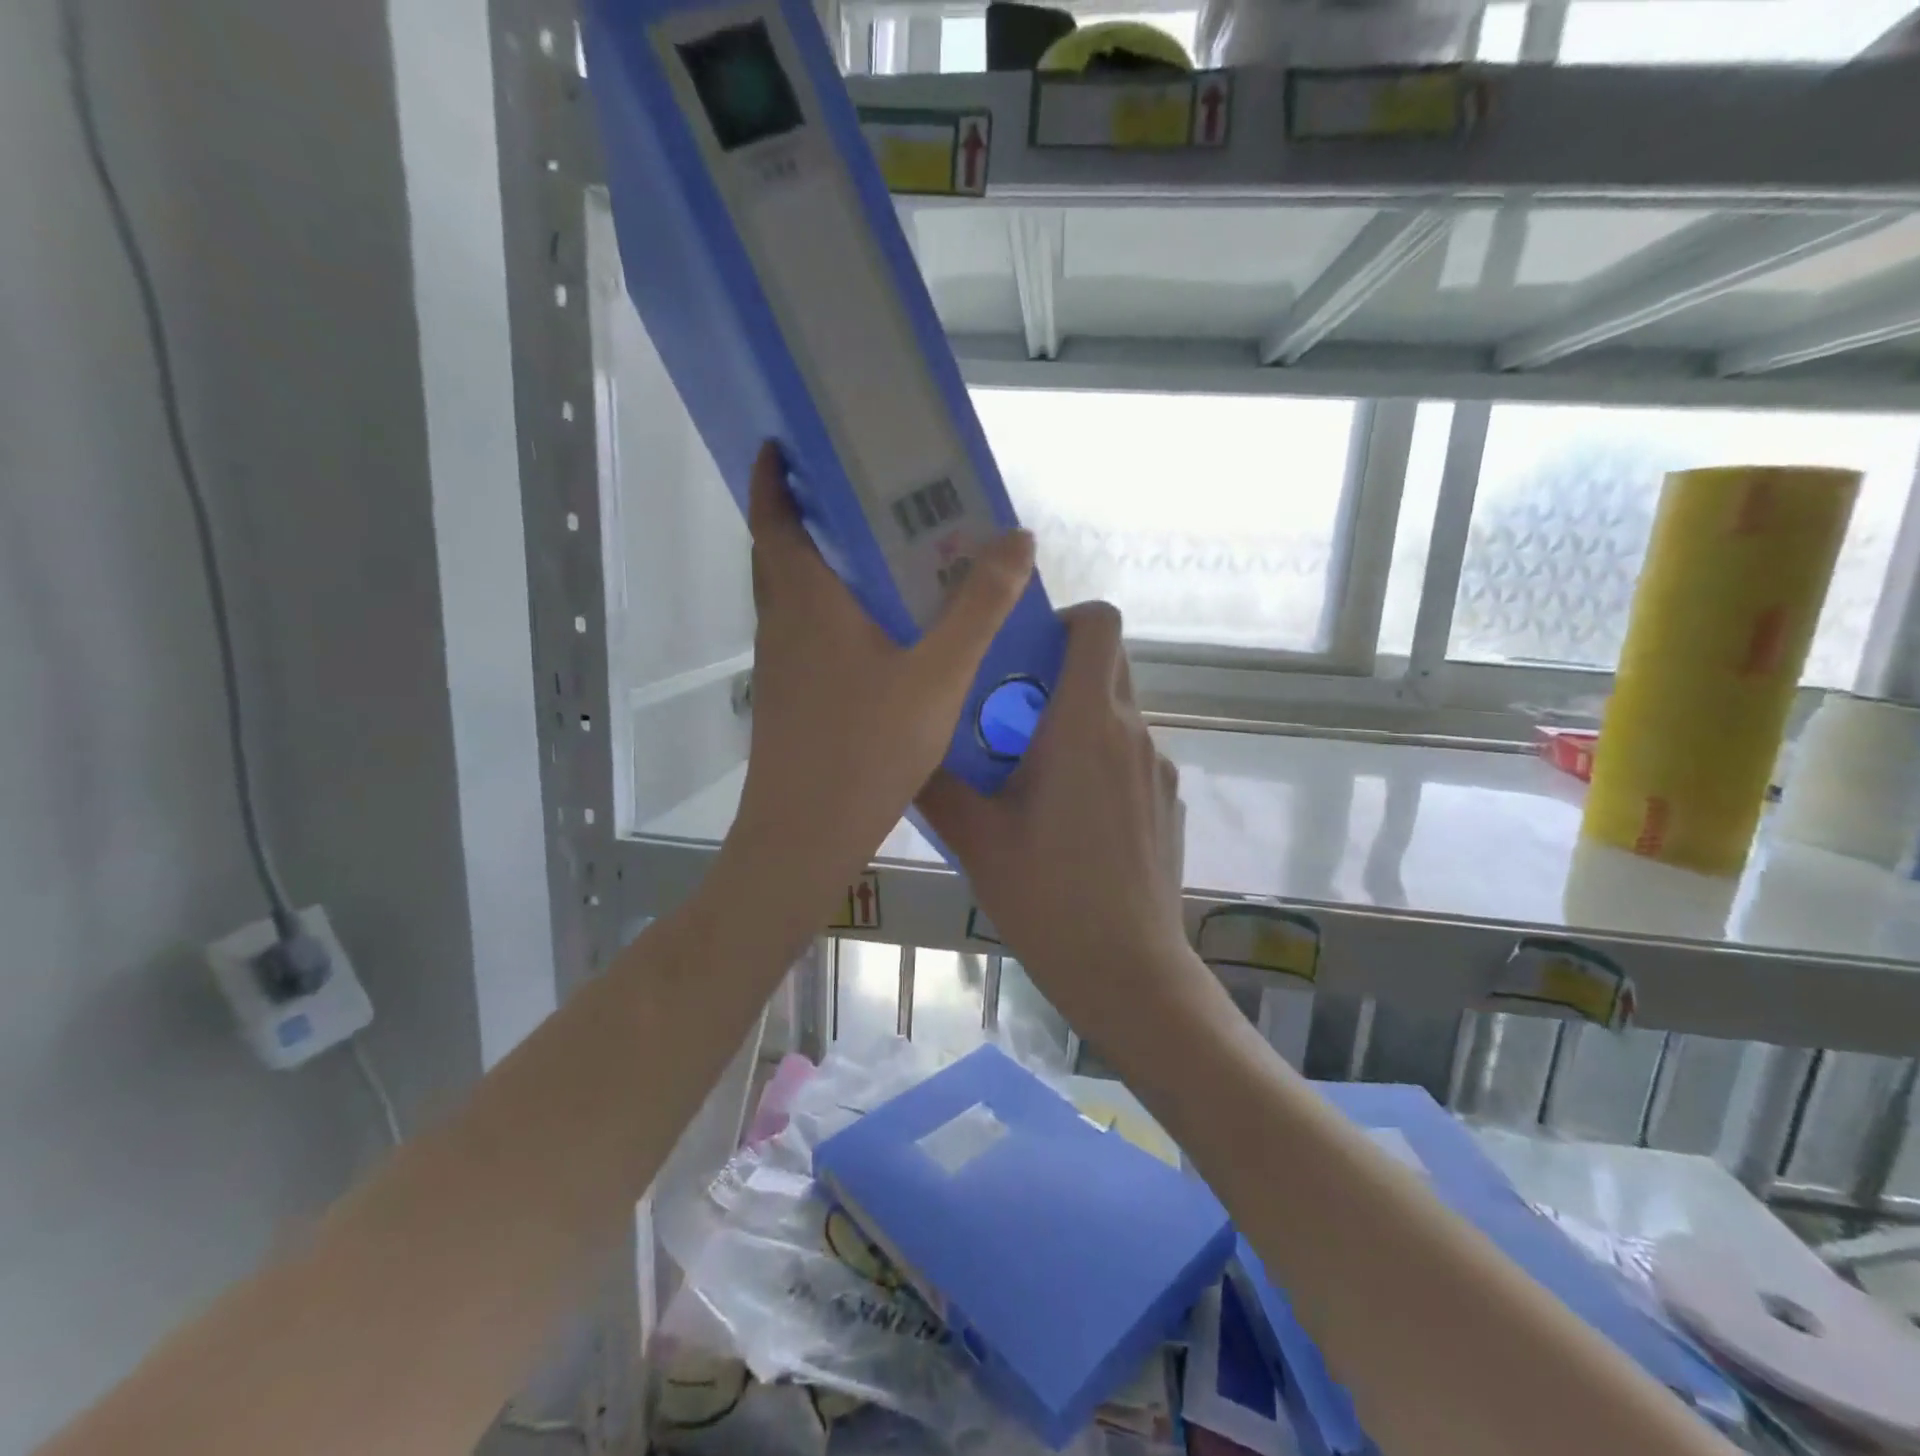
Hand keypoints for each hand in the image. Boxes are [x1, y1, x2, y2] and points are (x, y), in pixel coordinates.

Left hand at [727, 443, 1034, 923]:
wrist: (805, 835)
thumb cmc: (866, 746)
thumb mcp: (938, 673)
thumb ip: (979, 606)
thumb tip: (1018, 539)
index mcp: (805, 600)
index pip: (773, 517)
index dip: (773, 475)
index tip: (786, 443)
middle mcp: (781, 624)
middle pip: (779, 552)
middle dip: (803, 514)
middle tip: (856, 495)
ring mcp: (778, 666)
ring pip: (790, 597)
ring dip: (818, 566)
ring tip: (877, 556)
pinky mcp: (786, 699)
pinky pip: (804, 635)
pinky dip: (828, 613)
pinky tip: (877, 635)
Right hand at [916, 601, 1191, 1046]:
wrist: (1129, 972)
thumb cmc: (1049, 898)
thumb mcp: (977, 839)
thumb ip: (937, 784)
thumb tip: (905, 748)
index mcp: (1086, 723)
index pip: (1098, 624)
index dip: (1063, 618)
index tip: (1020, 652)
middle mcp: (1133, 731)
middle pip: (1108, 661)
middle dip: (1059, 668)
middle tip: (1008, 710)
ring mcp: (1159, 767)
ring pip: (1117, 711)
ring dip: (1076, 717)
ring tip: (1031, 771)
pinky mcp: (1167, 801)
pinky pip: (1130, 753)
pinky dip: (1099, 757)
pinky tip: (1070, 817)